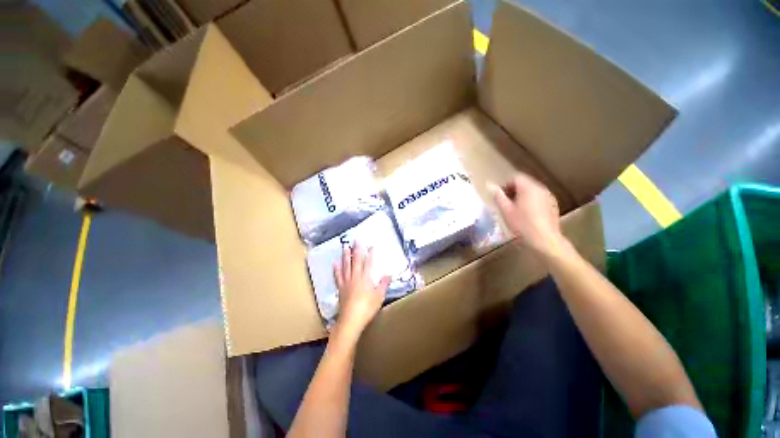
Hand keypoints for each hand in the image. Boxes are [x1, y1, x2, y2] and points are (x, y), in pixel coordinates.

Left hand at [333, 243, 389, 336]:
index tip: (371, 245)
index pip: (369, 262)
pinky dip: (336, 269)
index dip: (370, 253)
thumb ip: (384, 284)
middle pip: (356, 260)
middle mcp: (355, 276)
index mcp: (366, 278)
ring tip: (345, 246)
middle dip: (357, 249)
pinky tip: (335, 263)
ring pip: (346, 265)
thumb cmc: (367, 308)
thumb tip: (389, 274)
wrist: (351, 320)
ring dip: (345, 255)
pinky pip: (338, 276)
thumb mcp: (379, 296)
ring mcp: (346, 282)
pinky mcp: (340, 288)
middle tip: (356, 240)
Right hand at [489, 173, 568, 258]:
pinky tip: (526, 215)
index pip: (515, 178)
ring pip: (532, 191)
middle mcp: (541, 189)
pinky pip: (539, 199)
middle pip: (524, 183)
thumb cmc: (522, 225)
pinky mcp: (553, 206)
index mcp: (528, 188)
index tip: (499, 197)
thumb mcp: (506, 211)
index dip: (505, 185)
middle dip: (513, 191)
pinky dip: (531, 202)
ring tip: (515, 210)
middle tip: (505, 204)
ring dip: (522, 197)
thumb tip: (489, 185)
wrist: (545, 241)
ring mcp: (549, 197)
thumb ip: (498, 196)